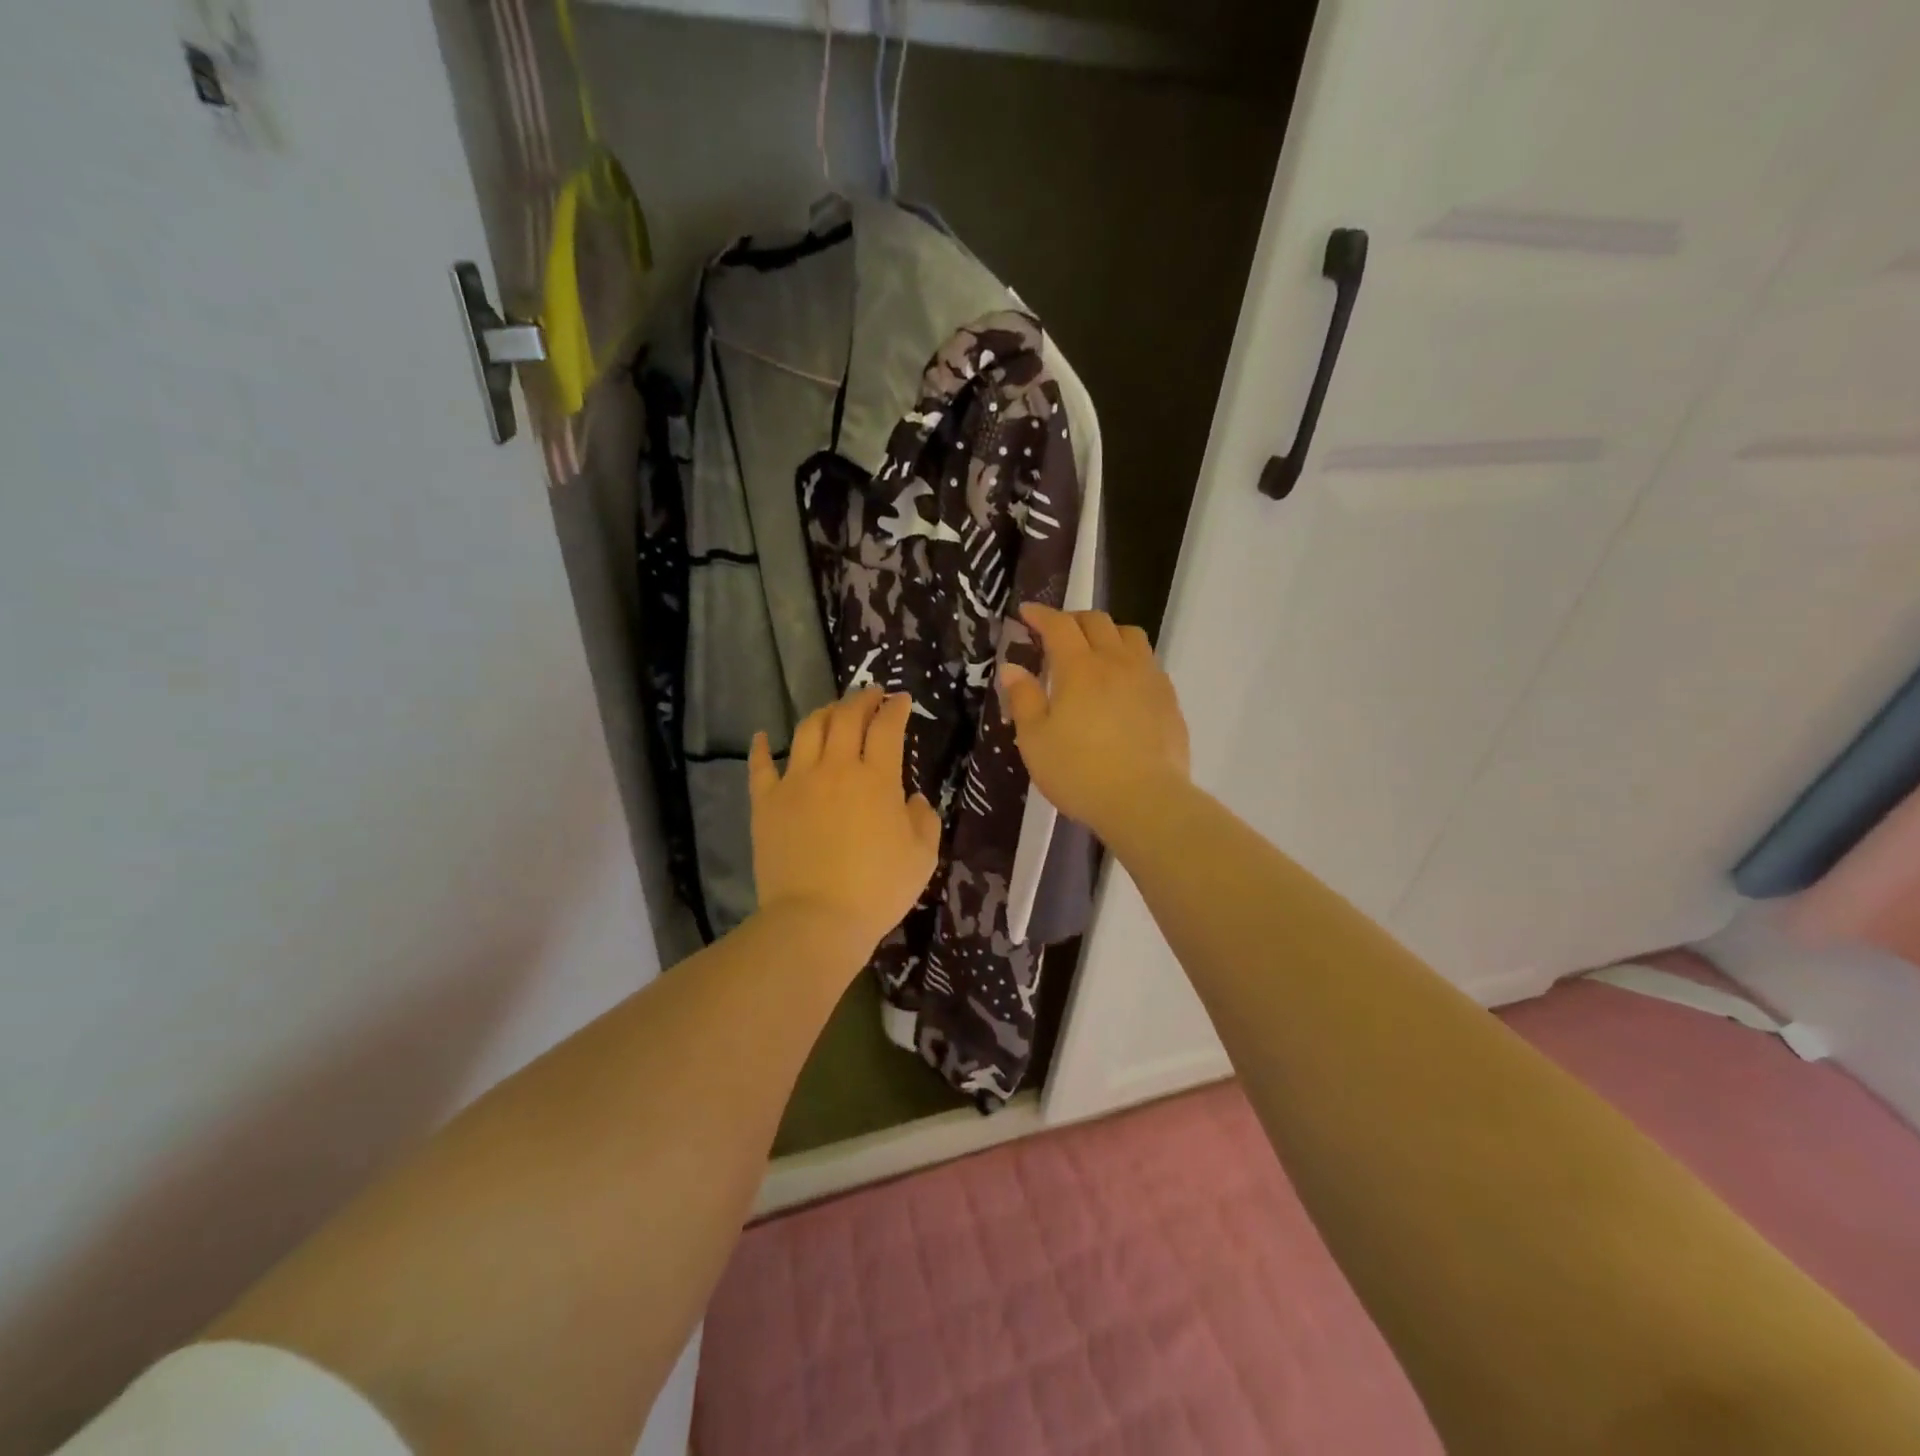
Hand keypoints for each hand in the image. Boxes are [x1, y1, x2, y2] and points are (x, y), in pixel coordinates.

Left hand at [749, 687, 942, 960]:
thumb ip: (924, 819)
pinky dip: (762, 747)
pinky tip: (764, 736)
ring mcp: (795, 782)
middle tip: (869, 694)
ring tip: (832, 710)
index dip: (895, 708)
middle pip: (846, 718)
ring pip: (808, 730)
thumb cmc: (877, 889)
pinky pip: (760, 766)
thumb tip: (914, 798)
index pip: (886, 727)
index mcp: (876, 778)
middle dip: (860, 699)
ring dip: (823, 713)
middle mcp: (834, 768)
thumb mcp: (922, 857)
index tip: (901, 700)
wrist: (816, 920)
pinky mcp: (766, 803)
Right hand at [999, 605, 1190, 840]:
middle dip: (1073, 619)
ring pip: (1130, 635)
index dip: (1041, 615)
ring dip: (1107, 633)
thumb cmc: (1079, 772)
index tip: (1026, 613)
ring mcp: (1148, 678)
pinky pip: (1149, 662)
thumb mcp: (1035, 740)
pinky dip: (1130, 659)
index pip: (1059, 625)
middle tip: (1056, 634)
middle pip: (1097, 622)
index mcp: (1079, 668)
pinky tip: (1123, 683)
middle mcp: (1116, 662)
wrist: (1144, 800)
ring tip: (1095, 652)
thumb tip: (1012, 667)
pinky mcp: (1168, 699)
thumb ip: (1024, 699)